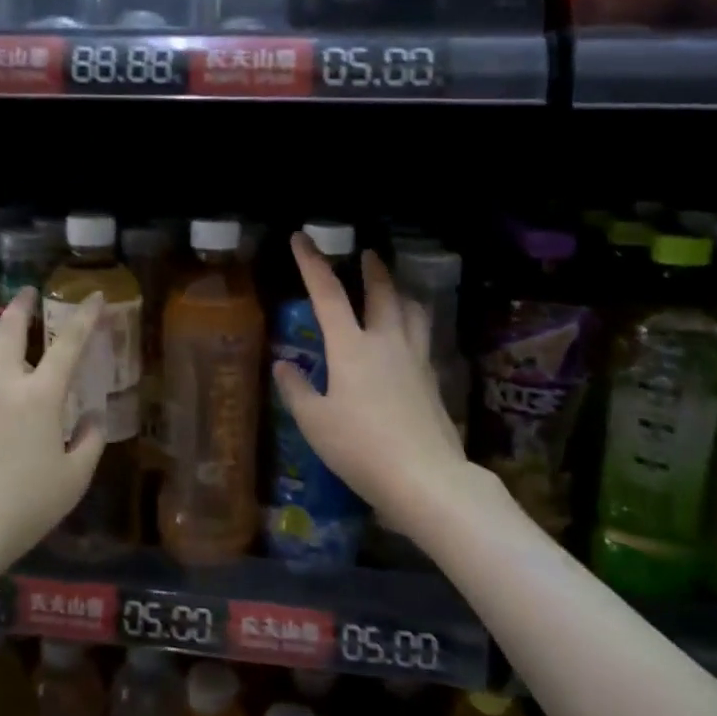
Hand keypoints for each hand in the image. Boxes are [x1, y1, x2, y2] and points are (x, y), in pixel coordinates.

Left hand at [0, 288, 107, 567]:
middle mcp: (1, 382)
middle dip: (22, 305)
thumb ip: (90, 441)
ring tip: (5, 326)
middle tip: (28, 293)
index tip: (92, 296)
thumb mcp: (72, 480)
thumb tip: (94, 416)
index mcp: (40, 396)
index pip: (68, 344)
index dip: (84, 317)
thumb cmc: (21, 508)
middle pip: (10, 328)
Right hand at [271, 234, 469, 527]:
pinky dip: (414, 325)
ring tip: (395, 288)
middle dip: (371, 269)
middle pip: (382, 293)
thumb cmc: (360, 448)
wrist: (424, 477)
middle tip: (367, 253)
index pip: (327, 294)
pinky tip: (410, 338)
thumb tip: (283, 365)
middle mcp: (386, 343)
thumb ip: (297, 389)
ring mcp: (415, 359)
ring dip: (400, 292)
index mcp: (351, 347)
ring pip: (412, 311)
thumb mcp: (315, 422)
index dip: (312, 263)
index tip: (301, 237)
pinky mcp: (433, 380)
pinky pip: (423, 338)